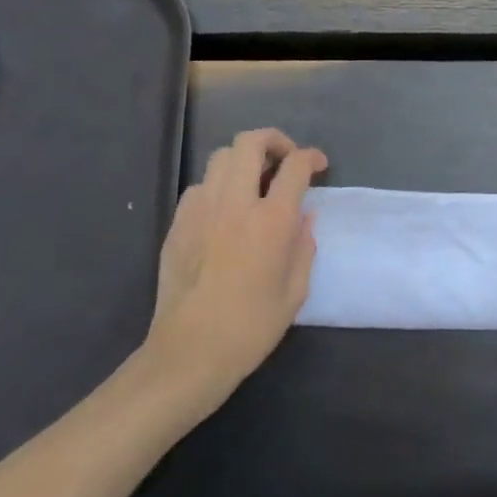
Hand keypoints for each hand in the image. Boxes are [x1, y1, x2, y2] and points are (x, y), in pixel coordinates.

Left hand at [138, 128, 327, 415]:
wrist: (188, 355)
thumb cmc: (250, 329)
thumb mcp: (295, 292)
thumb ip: (304, 247)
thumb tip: (305, 217)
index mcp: (272, 220)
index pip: (294, 165)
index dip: (311, 156)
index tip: (318, 164)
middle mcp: (236, 203)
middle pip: (251, 142)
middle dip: (273, 140)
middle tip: (283, 159)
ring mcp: (202, 210)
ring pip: (221, 156)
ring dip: (243, 160)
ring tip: (253, 181)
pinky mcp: (178, 224)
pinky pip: (200, 186)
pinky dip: (217, 186)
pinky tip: (223, 210)